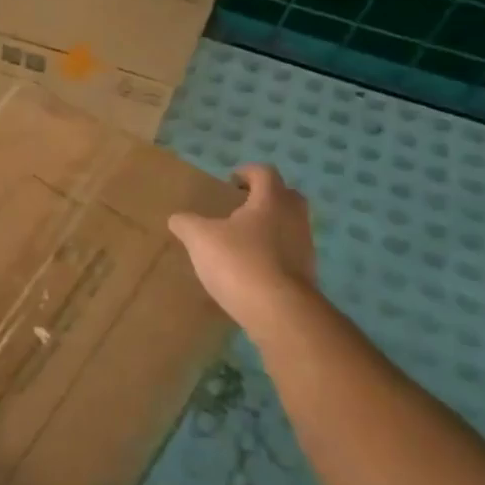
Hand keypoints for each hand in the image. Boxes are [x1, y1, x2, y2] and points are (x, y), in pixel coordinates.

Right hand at [168, 163, 318, 338]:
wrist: (279, 312)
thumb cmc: (239, 262)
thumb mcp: (200, 239)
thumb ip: (186, 223)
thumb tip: (177, 218)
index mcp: (271, 200)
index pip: (264, 173)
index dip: (247, 172)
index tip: (230, 181)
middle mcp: (294, 218)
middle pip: (286, 196)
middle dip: (265, 198)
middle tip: (241, 208)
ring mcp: (305, 248)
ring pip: (290, 227)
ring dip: (270, 228)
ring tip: (242, 242)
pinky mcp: (307, 276)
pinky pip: (289, 255)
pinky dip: (273, 256)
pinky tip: (250, 270)